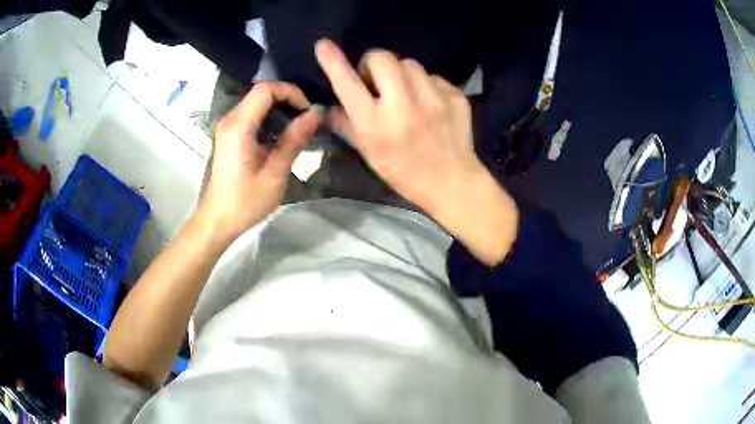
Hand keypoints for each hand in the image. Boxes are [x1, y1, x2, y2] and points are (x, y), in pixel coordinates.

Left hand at [199, 82, 321, 242]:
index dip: (291, 92)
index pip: (265, 89)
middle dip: (287, 99)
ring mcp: (227, 127)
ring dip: (279, 109)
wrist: (218, 220)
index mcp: (238, 126)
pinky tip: (281, 136)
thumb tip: (316, 113)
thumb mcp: (275, 172)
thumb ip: (294, 139)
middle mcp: (230, 120)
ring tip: (299, 127)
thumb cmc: (245, 201)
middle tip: (307, 118)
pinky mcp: (229, 136)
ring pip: (256, 103)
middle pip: (260, 93)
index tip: (308, 110)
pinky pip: (251, 115)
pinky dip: (269, 118)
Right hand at [315, 39, 518, 264]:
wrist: (452, 182)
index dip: (333, 61)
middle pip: (382, 57)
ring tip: (406, 93)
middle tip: (377, 80)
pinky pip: (432, 76)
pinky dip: (425, 85)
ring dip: (401, 74)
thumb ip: (346, 124)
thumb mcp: (369, 153)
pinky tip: (428, 103)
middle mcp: (403, 106)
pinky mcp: (455, 97)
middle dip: (374, 64)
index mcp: (375, 123)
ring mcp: (433, 99)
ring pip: (409, 63)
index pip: (348, 83)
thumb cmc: (404, 172)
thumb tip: (327, 106)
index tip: (324, 46)